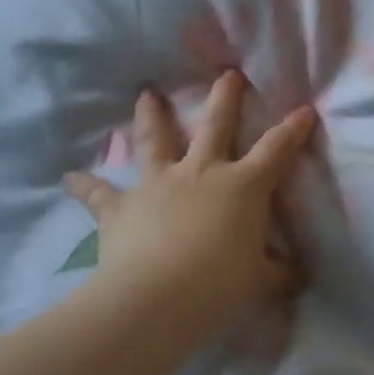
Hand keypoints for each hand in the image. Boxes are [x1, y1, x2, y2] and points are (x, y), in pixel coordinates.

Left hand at [63, 71, 316, 350]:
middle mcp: (201, 172)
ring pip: (155, 140)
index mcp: (242, 185)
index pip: (276, 149)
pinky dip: (83, 185)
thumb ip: (280, 274)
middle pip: (215, 124)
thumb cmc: (218, 286)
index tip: (305, 108)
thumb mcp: (260, 282)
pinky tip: (68, 177)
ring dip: (150, 116)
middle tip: (227, 74)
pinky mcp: (121, 207)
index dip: (293, 128)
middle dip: (225, 97)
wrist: (154, 300)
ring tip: (145, 94)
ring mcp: (158, 183)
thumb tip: (301, 275)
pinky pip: (98, 194)